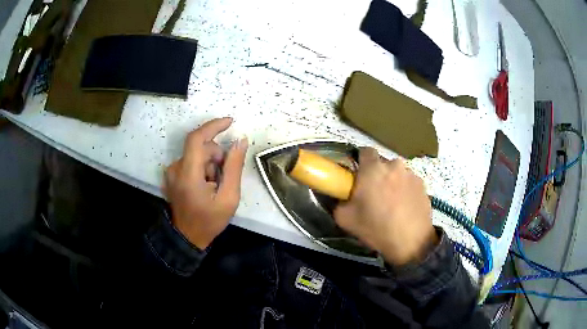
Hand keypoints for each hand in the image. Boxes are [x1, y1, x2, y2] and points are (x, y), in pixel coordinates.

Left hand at [164, 118, 247, 248]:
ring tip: (215, 184)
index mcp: (188, 174)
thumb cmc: (209, 220)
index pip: (196, 139)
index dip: (213, 126)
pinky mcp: (172, 175)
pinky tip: (206, 184)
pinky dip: (202, 167)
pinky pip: (190, 161)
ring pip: (196, 154)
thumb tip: (240, 141)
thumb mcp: (229, 198)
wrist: (187, 237)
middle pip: (200, 147)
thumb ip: (234, 167)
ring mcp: (172, 172)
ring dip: (210, 163)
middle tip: (226, 174)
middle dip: (217, 155)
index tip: (230, 122)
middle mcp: (176, 168)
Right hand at [334, 148, 437, 265]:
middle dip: (377, 174)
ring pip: (397, 172)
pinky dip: (405, 190)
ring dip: (392, 181)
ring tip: (392, 203)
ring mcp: (411, 174)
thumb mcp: (345, 219)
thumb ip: (339, 201)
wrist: (411, 242)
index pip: (364, 150)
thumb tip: (341, 195)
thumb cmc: (376, 228)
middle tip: (374, 193)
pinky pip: (409, 182)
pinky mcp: (423, 185)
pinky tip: (404, 207)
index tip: (358, 176)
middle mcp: (394, 165)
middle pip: (382, 163)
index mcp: (373, 169)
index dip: (360, 161)